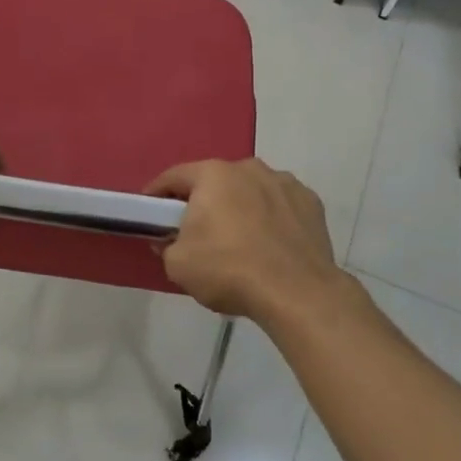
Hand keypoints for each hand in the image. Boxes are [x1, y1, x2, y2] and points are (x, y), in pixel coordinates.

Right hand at [147, 158, 351, 323]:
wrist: (297, 293)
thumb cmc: (229, 270)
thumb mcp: (178, 264)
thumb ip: (167, 245)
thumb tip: (172, 239)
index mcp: (213, 174)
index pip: (174, 177)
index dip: (157, 193)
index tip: (150, 211)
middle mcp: (249, 168)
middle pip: (216, 182)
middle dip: (204, 201)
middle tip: (197, 230)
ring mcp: (284, 182)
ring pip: (251, 190)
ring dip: (241, 207)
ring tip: (239, 240)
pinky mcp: (311, 202)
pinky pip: (280, 206)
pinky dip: (272, 218)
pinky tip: (271, 244)